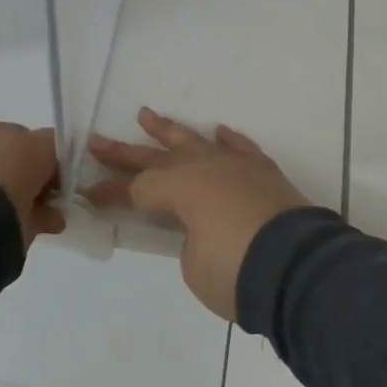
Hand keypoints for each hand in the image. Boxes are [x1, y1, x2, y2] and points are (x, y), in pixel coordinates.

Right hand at [85, 108, 308, 320]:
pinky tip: (218, 132)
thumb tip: (202, 228)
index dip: (110, 193)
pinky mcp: (265, 173)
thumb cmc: (236, 271)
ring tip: (147, 116)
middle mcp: (205, 167)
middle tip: (96, 141)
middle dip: (125, 153)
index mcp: (180, 188)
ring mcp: (237, 166)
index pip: (136, 189)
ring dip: (170, 132)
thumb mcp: (195, 266)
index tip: (87, 193)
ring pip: (196, 142)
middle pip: (157, 158)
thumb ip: (191, 240)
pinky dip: (228, 140)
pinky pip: (241, 149)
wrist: (300, 268)